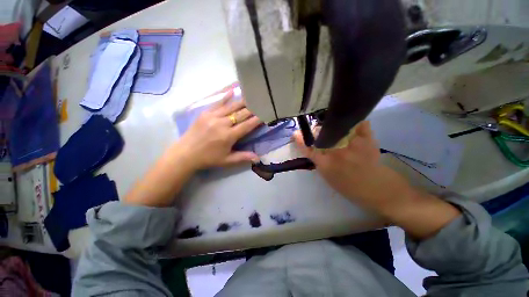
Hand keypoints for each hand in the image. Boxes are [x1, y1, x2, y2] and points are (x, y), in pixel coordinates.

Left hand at [178, 90, 261, 169]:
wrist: (185, 154)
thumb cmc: (208, 158)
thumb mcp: (227, 160)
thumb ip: (243, 157)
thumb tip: (258, 158)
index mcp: (229, 136)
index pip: (247, 125)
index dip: (257, 120)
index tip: (265, 114)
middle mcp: (222, 124)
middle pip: (241, 114)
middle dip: (252, 109)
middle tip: (260, 103)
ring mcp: (213, 116)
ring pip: (231, 107)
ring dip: (242, 102)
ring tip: (251, 96)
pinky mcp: (205, 113)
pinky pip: (217, 103)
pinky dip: (225, 97)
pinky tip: (232, 90)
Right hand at [293, 120, 460, 238]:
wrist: (380, 191)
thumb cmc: (352, 188)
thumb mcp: (329, 178)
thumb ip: (320, 162)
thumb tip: (314, 149)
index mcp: (326, 164)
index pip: (309, 149)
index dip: (301, 140)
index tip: (296, 134)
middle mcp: (336, 152)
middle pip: (321, 135)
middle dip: (316, 131)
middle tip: (317, 131)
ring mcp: (352, 145)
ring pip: (337, 127)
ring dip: (332, 126)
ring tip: (333, 127)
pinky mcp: (368, 141)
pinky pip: (361, 125)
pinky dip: (358, 123)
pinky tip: (356, 124)